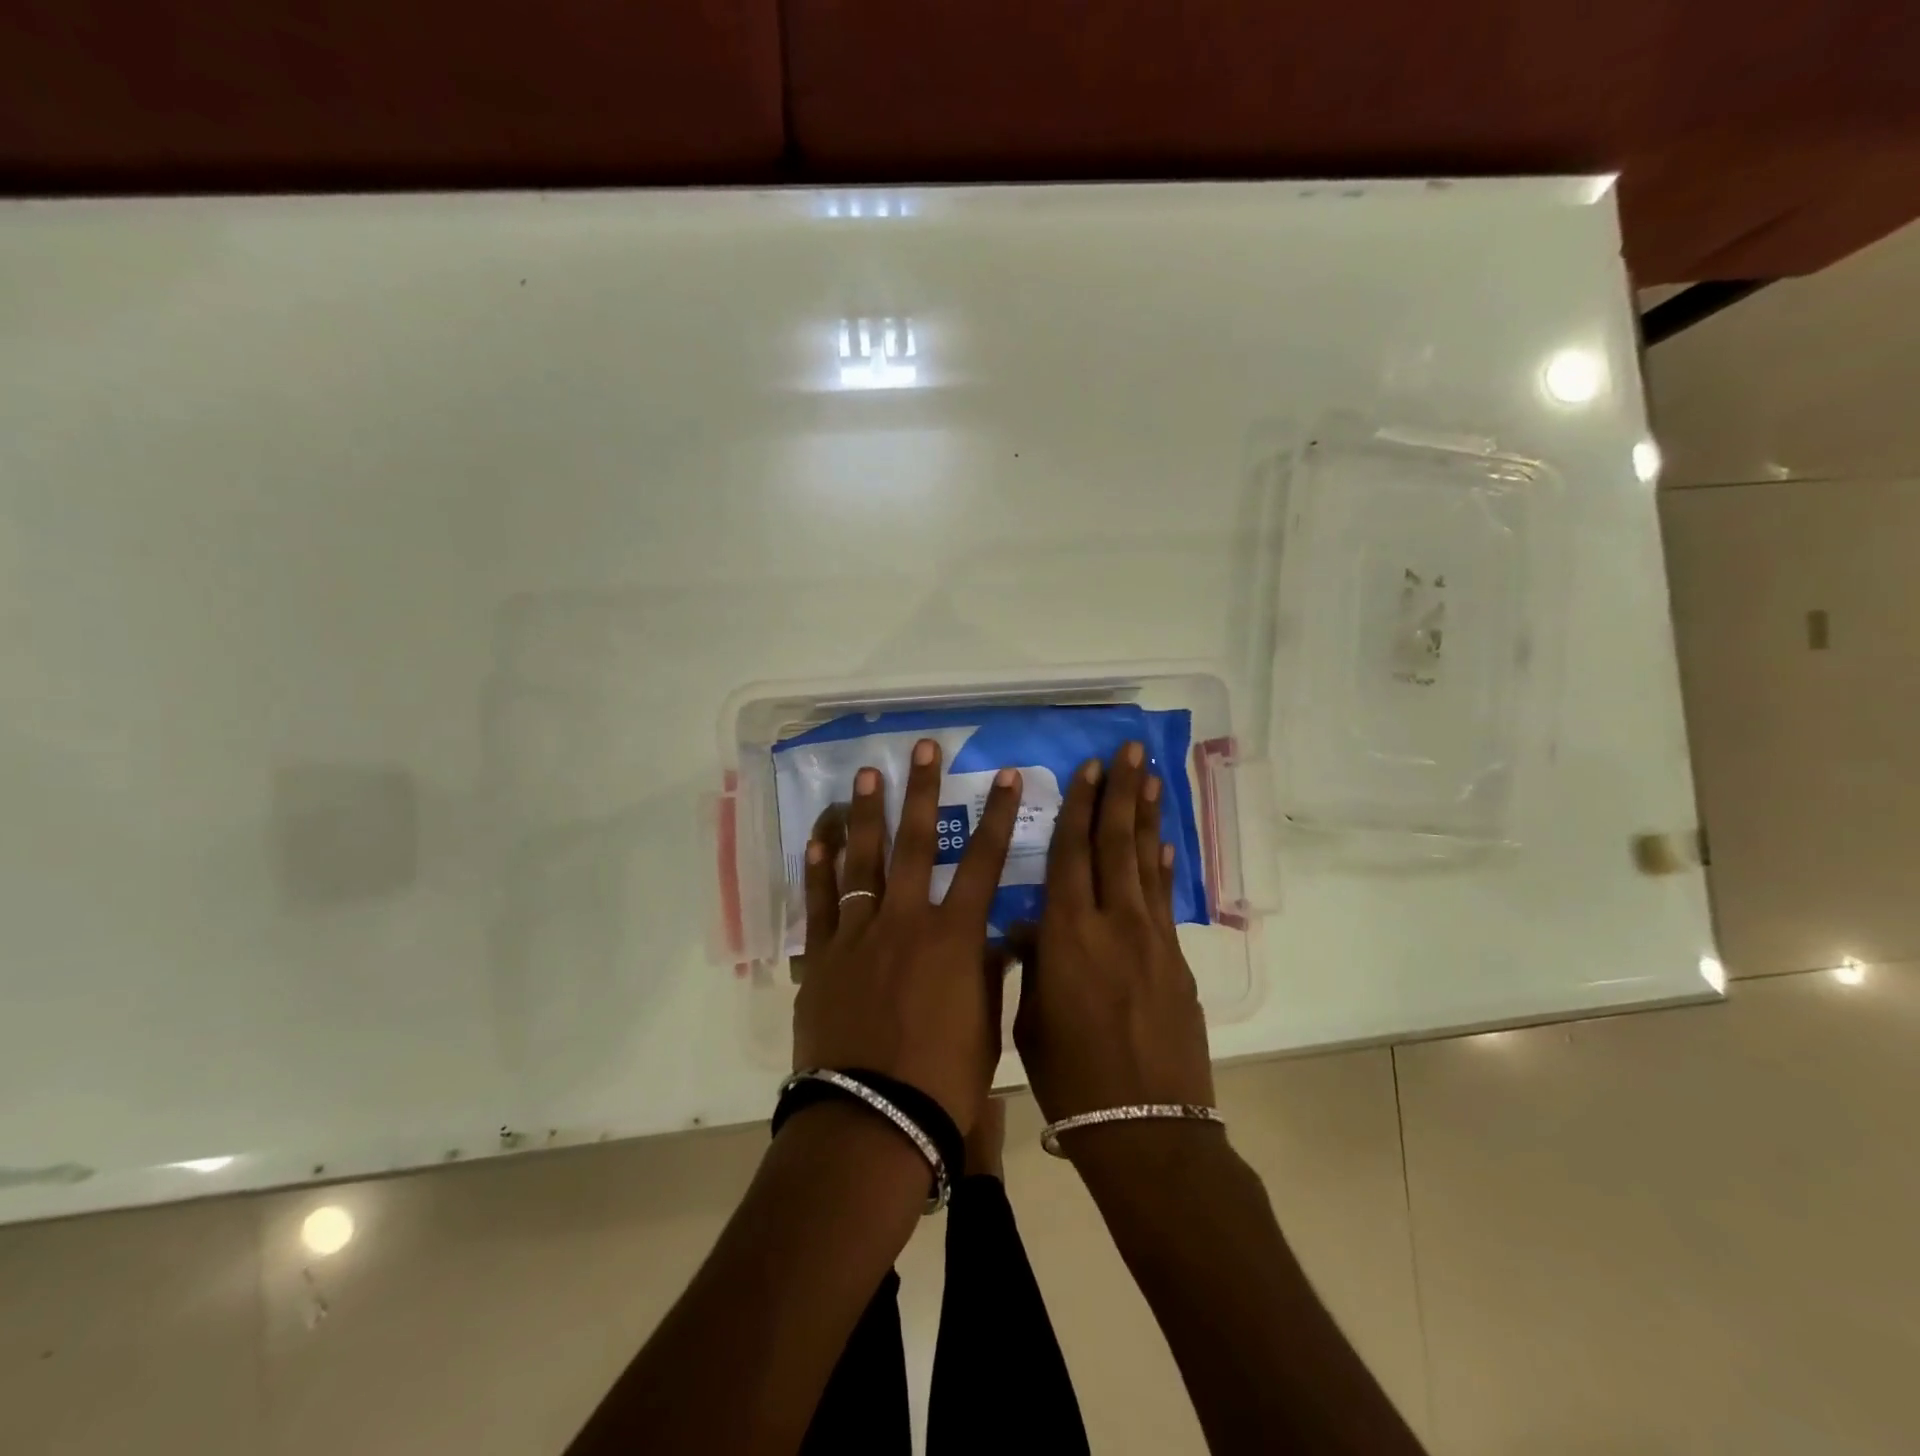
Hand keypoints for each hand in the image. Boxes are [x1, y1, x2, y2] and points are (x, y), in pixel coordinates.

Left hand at [793, 737, 1022, 1133]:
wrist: (874, 1121)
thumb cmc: (943, 1080)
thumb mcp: (983, 1024)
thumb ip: (987, 973)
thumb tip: (994, 941)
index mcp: (953, 937)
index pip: (983, 863)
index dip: (998, 816)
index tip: (1005, 776)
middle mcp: (905, 922)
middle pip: (914, 843)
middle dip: (921, 791)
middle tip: (922, 748)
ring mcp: (857, 936)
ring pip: (861, 862)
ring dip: (864, 814)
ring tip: (865, 774)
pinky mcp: (821, 958)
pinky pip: (818, 905)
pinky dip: (817, 870)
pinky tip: (818, 838)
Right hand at [1014, 742, 1214, 1122]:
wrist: (1144, 1126)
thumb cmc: (1070, 1077)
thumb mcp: (1031, 1018)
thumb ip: (1032, 963)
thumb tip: (1028, 929)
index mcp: (1066, 934)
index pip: (1072, 855)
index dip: (1080, 808)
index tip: (1089, 768)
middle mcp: (1112, 923)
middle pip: (1115, 844)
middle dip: (1120, 793)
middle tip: (1128, 750)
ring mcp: (1151, 939)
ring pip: (1145, 862)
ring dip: (1147, 816)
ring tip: (1151, 776)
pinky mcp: (1176, 960)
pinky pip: (1163, 899)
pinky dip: (1162, 865)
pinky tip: (1163, 842)